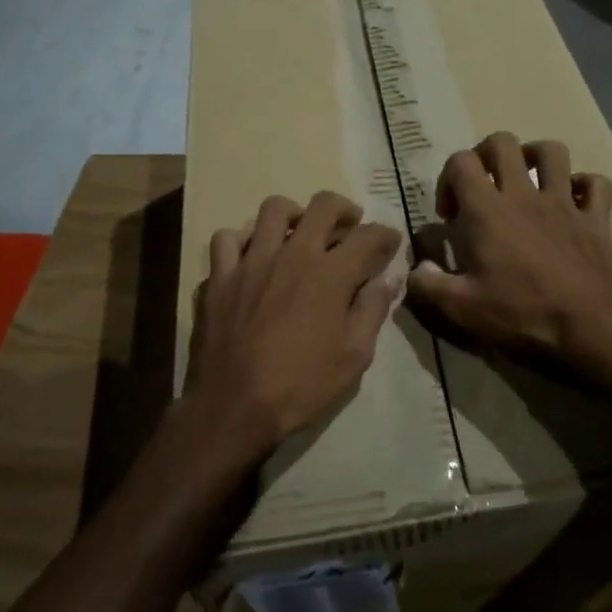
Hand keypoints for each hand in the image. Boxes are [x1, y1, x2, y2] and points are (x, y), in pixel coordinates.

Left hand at [188, 190, 402, 460]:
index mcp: (330, 273)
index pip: (368, 236)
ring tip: (299, 233)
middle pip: (323, 205)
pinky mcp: (221, 275)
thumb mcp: (354, 356)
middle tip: (349, 226)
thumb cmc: (302, 385)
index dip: (385, 235)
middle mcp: (293, 254)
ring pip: (273, 209)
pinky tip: (252, 254)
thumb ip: (372, 310)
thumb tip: (388, 279)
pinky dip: (242, 239)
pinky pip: (227, 238)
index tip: (390, 242)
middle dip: (344, 210)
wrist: (235, 406)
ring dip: (293, 214)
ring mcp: (252, 260)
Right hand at [405, 133, 611, 396]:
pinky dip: (584, 186)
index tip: (450, 215)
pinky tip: (573, 203)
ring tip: (526, 182)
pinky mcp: (597, 219)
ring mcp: (565, 202)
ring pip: (552, 151)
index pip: (461, 161)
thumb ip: (427, 285)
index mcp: (487, 210)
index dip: (448, 179)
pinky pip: (596, 183)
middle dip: (486, 155)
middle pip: (503, 142)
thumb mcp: (460, 309)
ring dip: (535, 158)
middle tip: (482, 187)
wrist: (590, 329)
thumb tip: (415, 268)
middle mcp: (524, 195)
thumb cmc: (520, 315)